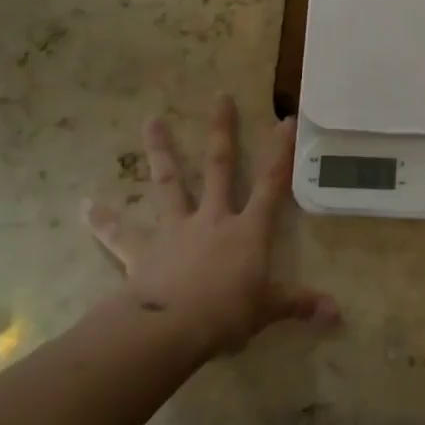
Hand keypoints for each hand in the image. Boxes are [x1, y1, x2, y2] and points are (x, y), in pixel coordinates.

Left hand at [85, 95, 338, 356]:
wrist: (171, 328)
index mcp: (247, 230)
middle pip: (219, 167)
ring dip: (160, 151)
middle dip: (223, 131)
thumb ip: (299, 304)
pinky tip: (86, 206)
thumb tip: (338, 314)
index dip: (280, 152)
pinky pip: (120, 234)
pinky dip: (103, 221)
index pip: (271, 183)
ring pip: (169, 183)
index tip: (284, 119)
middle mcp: (212, 218)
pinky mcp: (142, 250)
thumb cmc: (227, 314)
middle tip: (220, 96)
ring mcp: (175, 229)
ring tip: (150, 120)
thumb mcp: (268, 309)